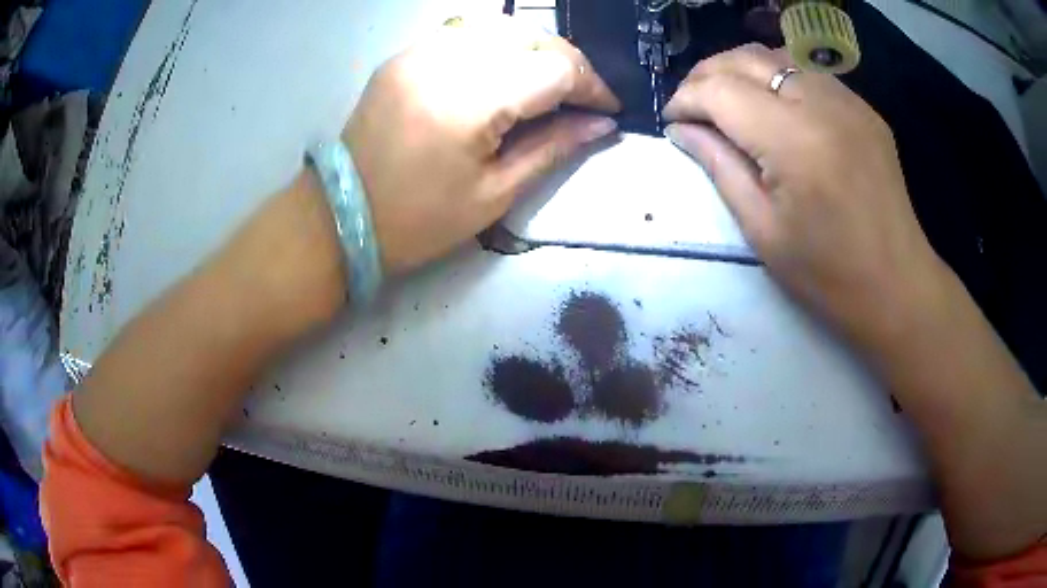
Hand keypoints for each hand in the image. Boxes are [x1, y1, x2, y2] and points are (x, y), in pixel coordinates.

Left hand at [345, 16, 620, 274]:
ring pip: (501, 25)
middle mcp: (445, 61)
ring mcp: (419, 52)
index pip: (554, 68)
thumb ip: (554, 148)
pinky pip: (465, 31)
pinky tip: (504, 70)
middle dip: (568, 62)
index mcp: (469, 102)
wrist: (343, 215)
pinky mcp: (405, 55)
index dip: (591, 85)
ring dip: (535, 48)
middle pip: (531, 36)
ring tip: (547, 82)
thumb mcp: (495, 194)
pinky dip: (497, 44)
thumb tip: (602, 124)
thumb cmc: (419, 220)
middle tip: (580, 98)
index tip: (607, 109)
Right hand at [663, 44, 946, 343]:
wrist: (897, 286)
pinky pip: (808, 74)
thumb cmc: (827, 274)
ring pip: (776, 56)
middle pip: (745, 59)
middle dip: (706, 76)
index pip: (720, 90)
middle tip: (691, 107)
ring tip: (727, 102)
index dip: (686, 98)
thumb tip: (682, 129)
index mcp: (794, 140)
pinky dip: (777, 78)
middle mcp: (822, 104)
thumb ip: (719, 166)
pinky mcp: (864, 109)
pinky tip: (772, 107)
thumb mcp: (762, 229)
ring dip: (741, 71)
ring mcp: (849, 101)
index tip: (671, 120)